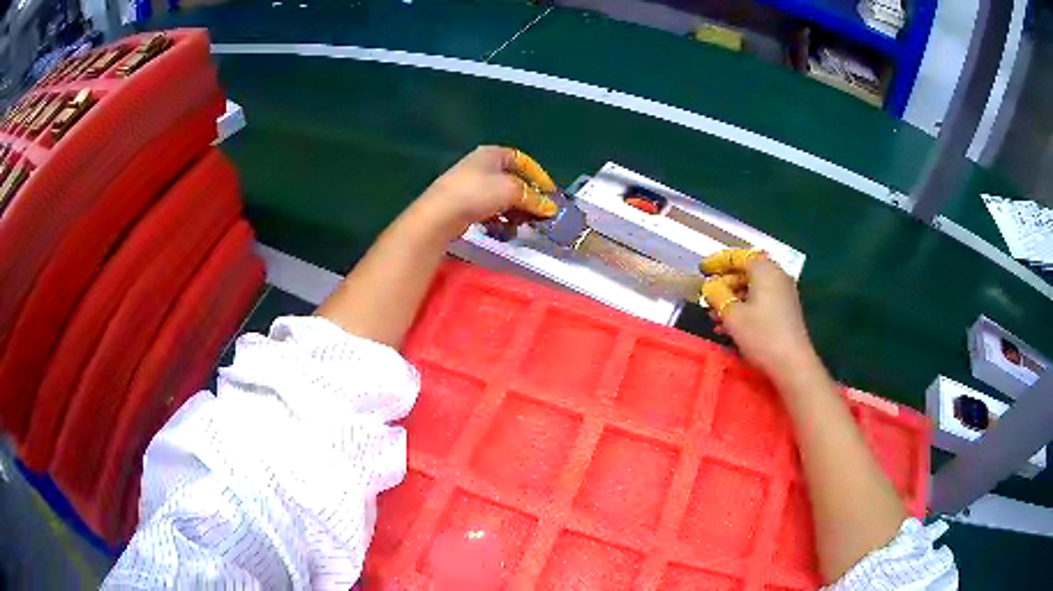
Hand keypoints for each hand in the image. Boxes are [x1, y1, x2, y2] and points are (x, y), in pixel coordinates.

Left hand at [412, 146, 558, 240]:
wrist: (440, 214)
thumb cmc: (477, 193)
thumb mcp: (512, 191)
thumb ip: (533, 198)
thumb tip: (549, 208)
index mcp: (492, 154)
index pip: (523, 160)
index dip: (539, 175)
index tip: (550, 193)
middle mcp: (481, 166)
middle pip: (512, 179)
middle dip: (528, 196)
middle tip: (541, 211)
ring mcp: (471, 185)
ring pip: (501, 197)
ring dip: (516, 210)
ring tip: (525, 223)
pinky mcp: (464, 205)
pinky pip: (490, 210)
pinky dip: (501, 218)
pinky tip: (506, 230)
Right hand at [700, 249, 817, 380]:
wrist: (792, 364)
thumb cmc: (761, 335)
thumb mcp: (731, 314)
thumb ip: (717, 294)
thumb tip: (710, 285)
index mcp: (765, 270)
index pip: (738, 256)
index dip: (717, 261)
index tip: (701, 270)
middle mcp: (776, 276)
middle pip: (746, 271)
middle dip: (724, 283)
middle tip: (706, 296)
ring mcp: (783, 294)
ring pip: (752, 289)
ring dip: (732, 298)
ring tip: (713, 315)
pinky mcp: (785, 311)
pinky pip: (760, 301)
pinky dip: (744, 308)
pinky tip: (729, 326)